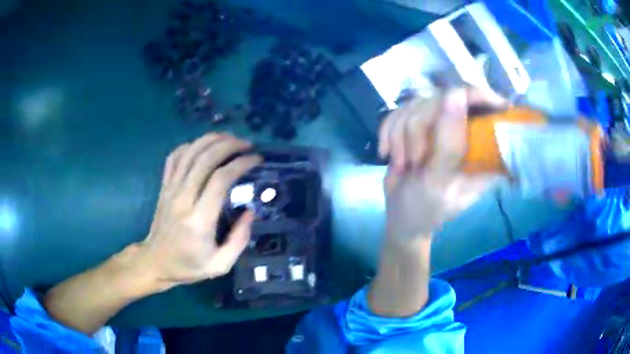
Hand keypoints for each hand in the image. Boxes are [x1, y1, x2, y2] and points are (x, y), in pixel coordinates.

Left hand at [138, 133, 261, 291]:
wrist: (155, 262)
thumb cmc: (188, 266)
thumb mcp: (220, 265)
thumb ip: (239, 239)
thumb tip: (250, 211)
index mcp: (199, 220)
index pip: (221, 179)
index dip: (241, 164)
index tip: (257, 159)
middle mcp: (183, 198)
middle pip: (205, 158)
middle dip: (229, 145)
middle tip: (247, 145)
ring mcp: (170, 189)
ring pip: (190, 152)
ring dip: (212, 140)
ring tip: (230, 138)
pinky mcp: (164, 186)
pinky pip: (175, 157)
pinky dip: (190, 145)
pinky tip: (203, 146)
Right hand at [379, 87, 504, 238]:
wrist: (401, 216)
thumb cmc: (426, 210)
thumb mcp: (440, 184)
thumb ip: (449, 144)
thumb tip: (456, 95)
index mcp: (483, 149)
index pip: (490, 108)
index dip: (478, 95)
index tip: (457, 101)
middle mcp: (465, 131)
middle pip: (443, 98)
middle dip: (418, 128)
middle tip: (414, 161)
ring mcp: (440, 125)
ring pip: (416, 103)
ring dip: (400, 135)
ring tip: (403, 165)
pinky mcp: (418, 124)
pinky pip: (399, 110)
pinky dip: (388, 132)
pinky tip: (388, 154)